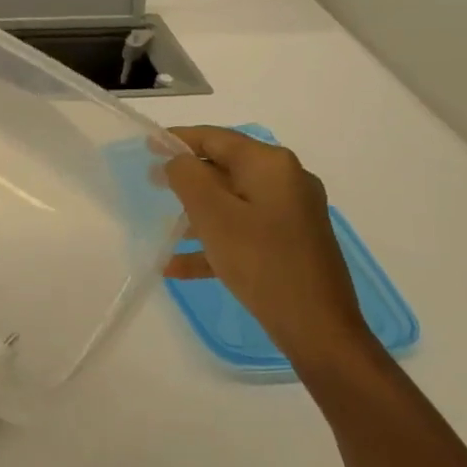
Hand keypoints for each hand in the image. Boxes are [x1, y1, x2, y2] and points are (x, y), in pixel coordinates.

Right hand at [162, 127, 373, 374]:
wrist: (319, 329)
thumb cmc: (261, 262)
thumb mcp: (213, 215)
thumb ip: (188, 177)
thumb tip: (178, 160)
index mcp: (270, 165)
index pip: (215, 138)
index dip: (178, 139)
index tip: (147, 146)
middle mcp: (286, 181)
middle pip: (225, 168)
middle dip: (187, 178)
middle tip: (152, 183)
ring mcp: (292, 214)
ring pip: (233, 202)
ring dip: (197, 213)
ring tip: (163, 227)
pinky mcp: (292, 243)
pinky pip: (244, 231)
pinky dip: (214, 241)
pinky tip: (179, 266)